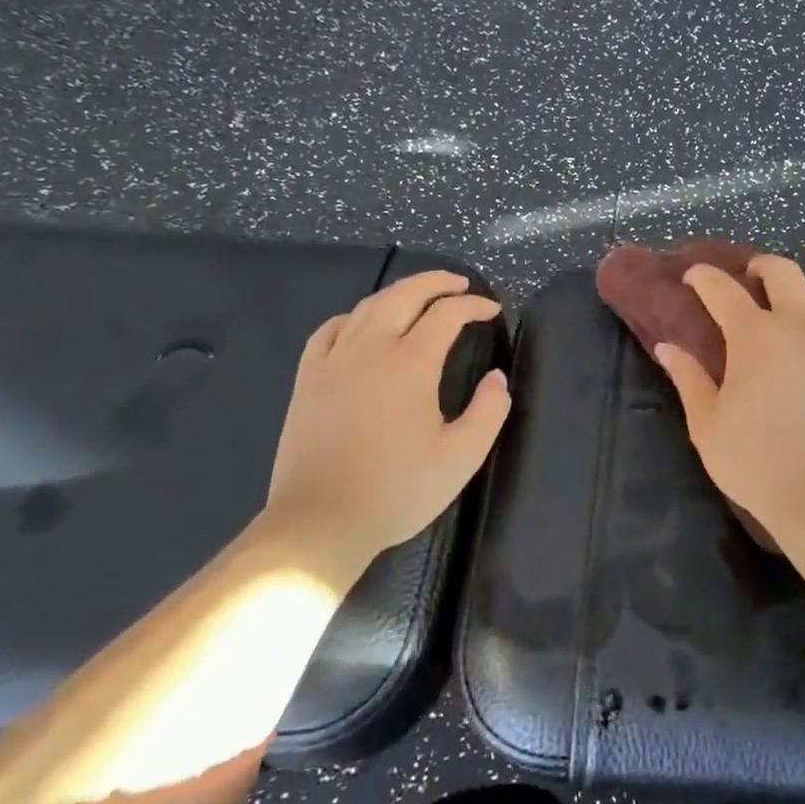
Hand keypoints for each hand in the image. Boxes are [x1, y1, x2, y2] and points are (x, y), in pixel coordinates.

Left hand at [256, 271, 509, 581]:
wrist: (321, 521)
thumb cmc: (397, 490)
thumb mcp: (461, 457)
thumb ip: (489, 411)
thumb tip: (496, 378)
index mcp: (412, 363)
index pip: (447, 314)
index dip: (473, 305)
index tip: (491, 310)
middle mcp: (371, 348)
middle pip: (405, 294)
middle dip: (437, 282)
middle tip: (460, 285)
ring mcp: (334, 360)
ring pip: (367, 306)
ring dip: (399, 293)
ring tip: (419, 298)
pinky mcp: (308, 379)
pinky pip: (330, 330)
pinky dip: (353, 316)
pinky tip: (361, 324)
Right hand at [654, 255, 804, 546]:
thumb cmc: (756, 460)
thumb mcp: (707, 424)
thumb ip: (688, 379)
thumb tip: (667, 347)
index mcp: (755, 335)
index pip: (722, 290)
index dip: (704, 277)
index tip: (693, 277)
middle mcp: (803, 326)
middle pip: (786, 273)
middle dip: (765, 267)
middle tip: (756, 279)